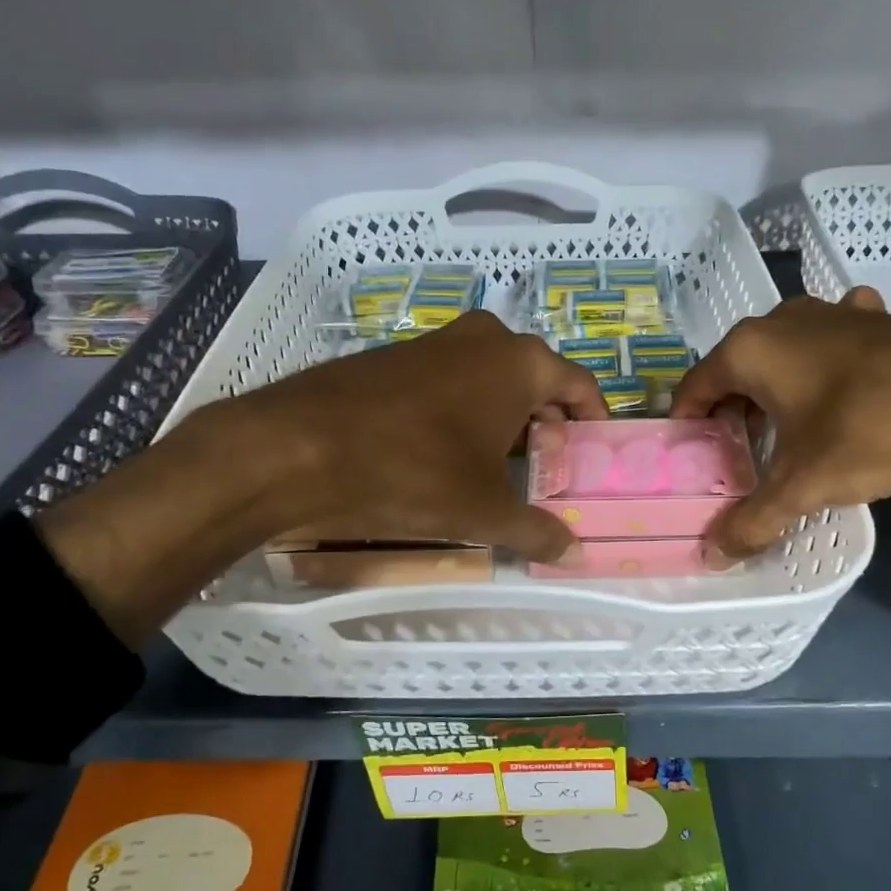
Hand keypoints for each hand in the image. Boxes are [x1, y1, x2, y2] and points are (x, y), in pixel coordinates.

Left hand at [39, 312, 603, 642]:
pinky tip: (445, 455)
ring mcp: (434, 343)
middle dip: (546, 425)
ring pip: (489, 381)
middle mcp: (483, 339)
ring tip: (499, 470)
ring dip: (502, 420)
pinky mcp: (393, 358)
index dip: (593, 423)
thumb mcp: (483, 511)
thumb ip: (536, 530)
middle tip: (547, 471)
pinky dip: (461, 414)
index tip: (593, 457)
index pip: (581, 386)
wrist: (296, 447)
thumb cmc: (412, 472)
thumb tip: (572, 551)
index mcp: (521, 362)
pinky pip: (448, 384)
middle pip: (536, 382)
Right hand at [671, 287, 890, 558]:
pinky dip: (823, 368)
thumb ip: (753, 521)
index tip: (695, 466)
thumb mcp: (806, 484)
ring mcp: (831, 312)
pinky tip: (842, 390)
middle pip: (735, 374)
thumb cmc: (875, 429)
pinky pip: (829, 344)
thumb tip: (712, 558)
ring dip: (775, 394)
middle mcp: (781, 320)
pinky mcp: (874, 318)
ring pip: (781, 358)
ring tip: (787, 435)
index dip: (687, 430)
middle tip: (741, 463)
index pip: (693, 389)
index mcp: (750, 349)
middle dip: (732, 417)